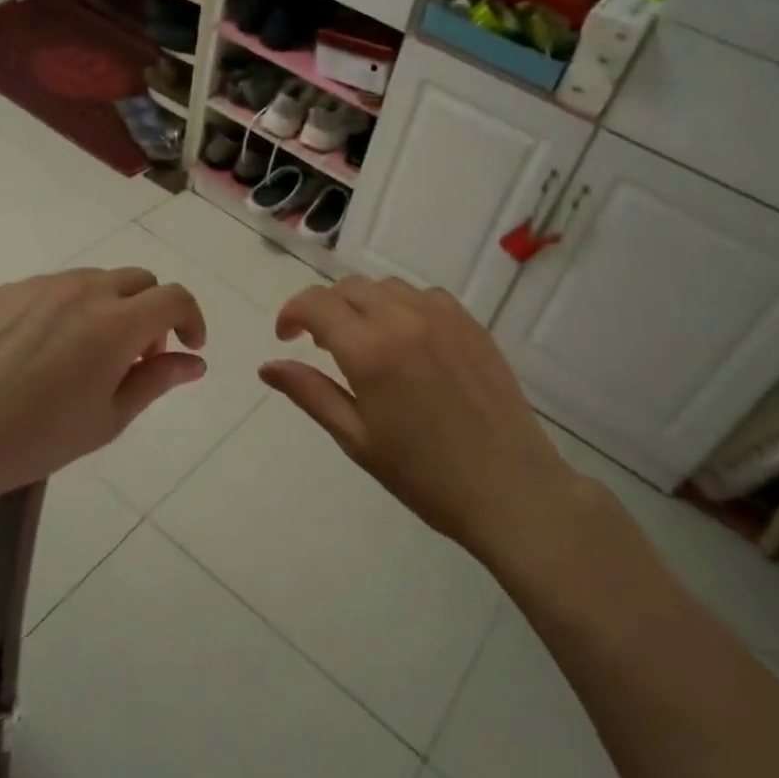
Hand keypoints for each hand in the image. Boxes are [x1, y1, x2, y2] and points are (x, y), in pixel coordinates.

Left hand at [0, 268, 206, 511]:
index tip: (188, 347)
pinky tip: (46, 350)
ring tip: (90, 354)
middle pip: (139, 280)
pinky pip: (55, 287)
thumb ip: (157, 380)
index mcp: (116, 323)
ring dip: (112, 307)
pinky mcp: (6, 291)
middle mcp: (83, 290)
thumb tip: (194, 362)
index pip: (174, 297)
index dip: (191, 319)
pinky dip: (71, 308)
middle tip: (137, 357)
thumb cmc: (38, 437)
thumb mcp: (109, 418)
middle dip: (152, 312)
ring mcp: (40, 286)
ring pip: (96, 280)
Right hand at [260, 277, 578, 563]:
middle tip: (322, 346)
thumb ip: (310, 393)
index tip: (287, 338)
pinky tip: (407, 341)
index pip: (316, 304)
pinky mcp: (471, 324)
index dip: (292, 313)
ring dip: (363, 304)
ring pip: (386, 287)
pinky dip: (402, 306)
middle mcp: (404, 319)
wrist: (510, 489)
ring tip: (365, 342)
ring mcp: (443, 317)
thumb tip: (268, 366)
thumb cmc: (424, 475)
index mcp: (370, 350)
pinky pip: (424, 296)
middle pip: (349, 288)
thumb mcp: (356, 439)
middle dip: (325, 309)